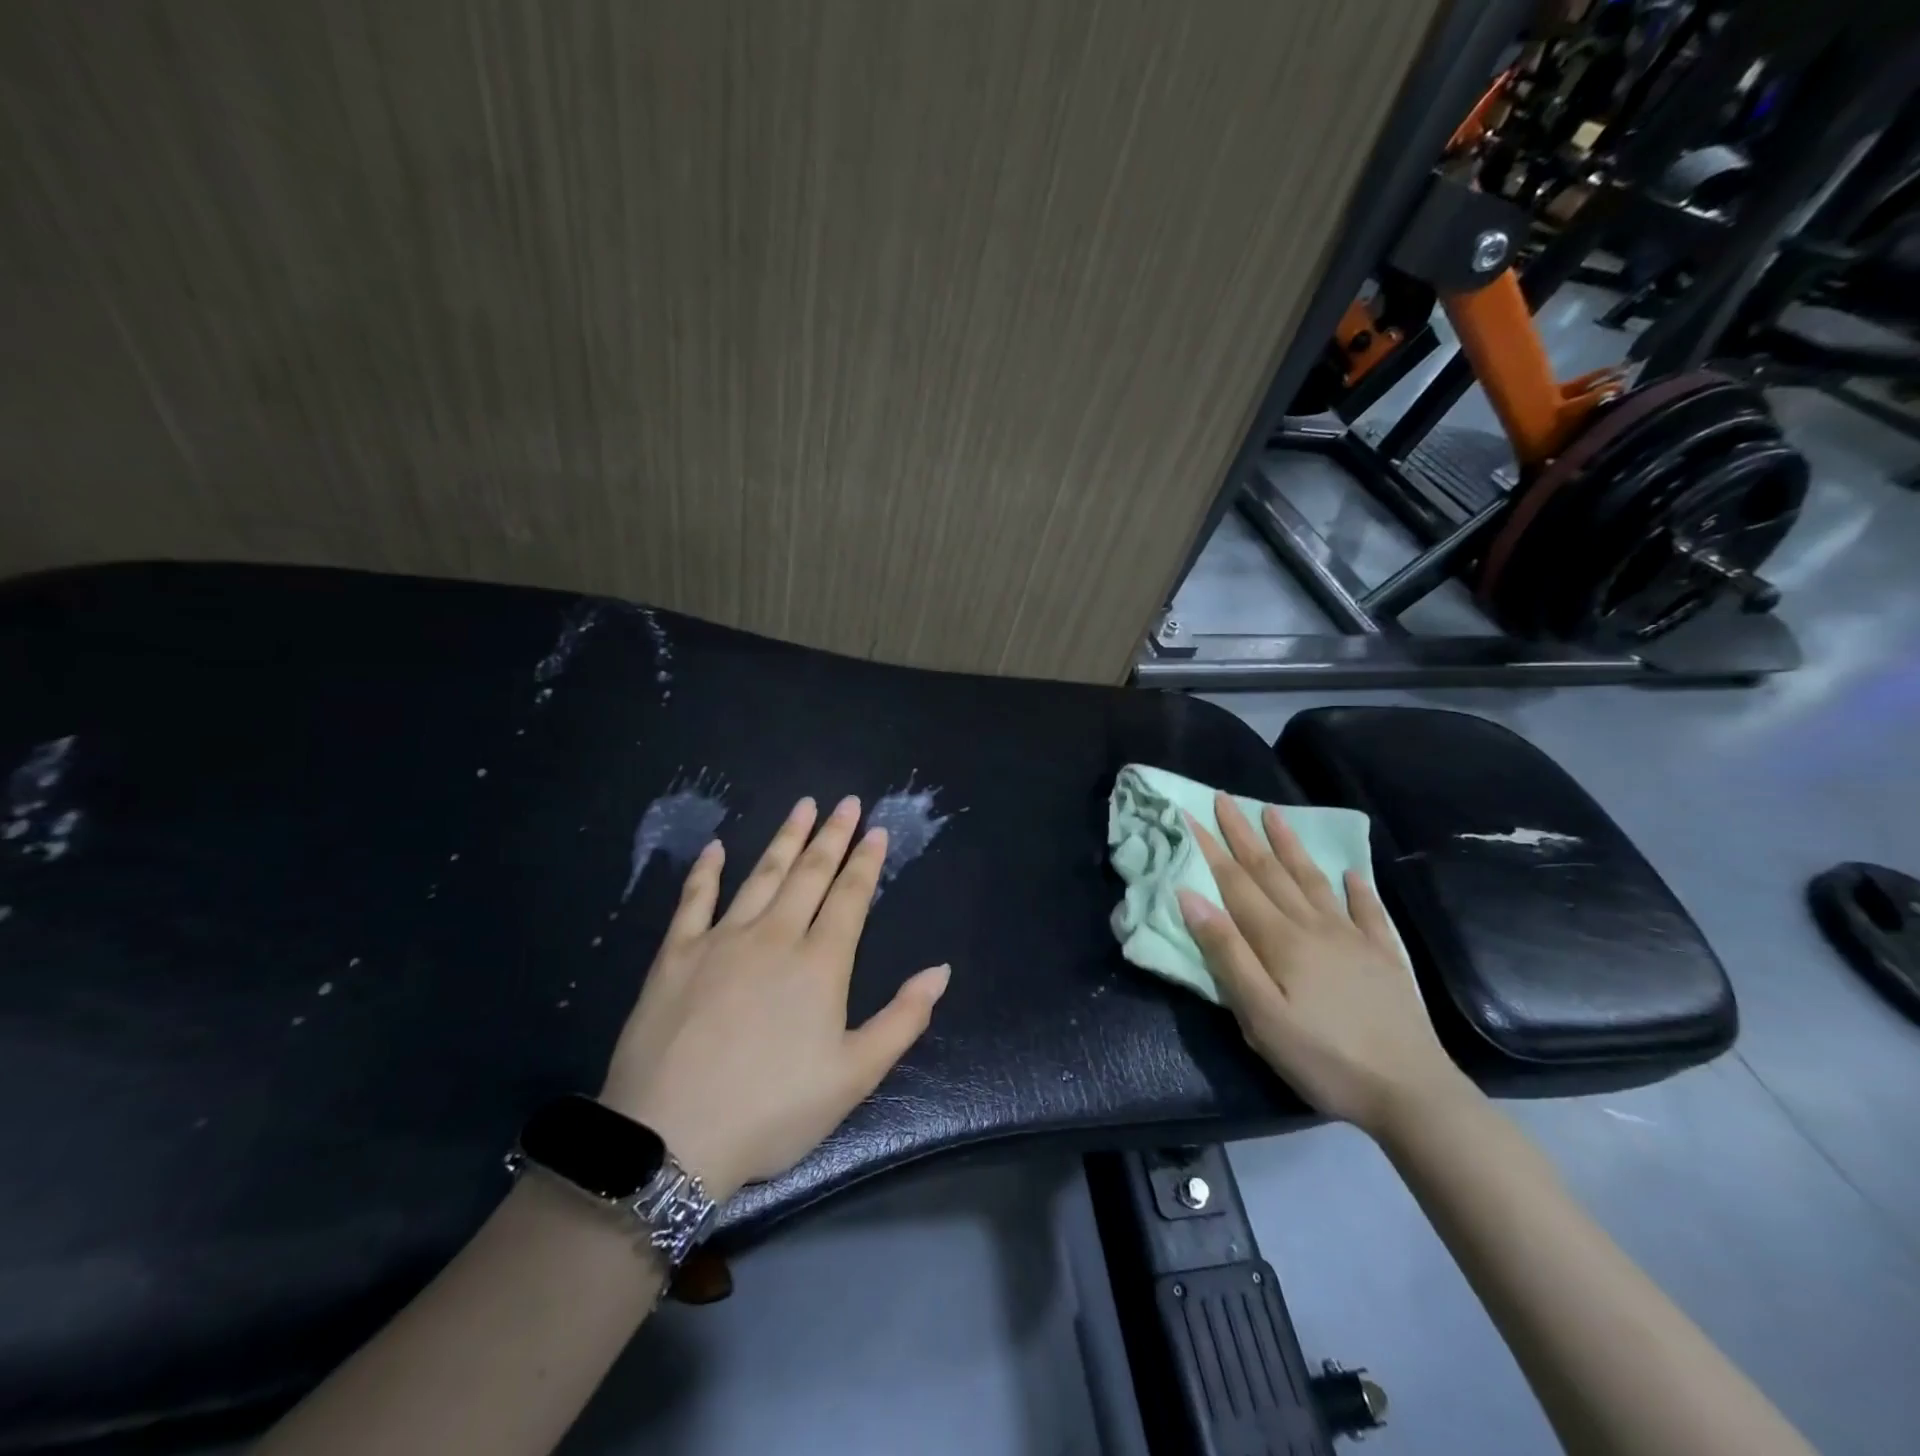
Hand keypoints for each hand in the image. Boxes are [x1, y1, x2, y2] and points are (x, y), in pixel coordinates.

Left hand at [598, 795, 950, 1201]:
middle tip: (845, 802)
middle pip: (810, 874)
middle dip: (832, 835)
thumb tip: (940, 970)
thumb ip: (903, 1019)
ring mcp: (721, 939)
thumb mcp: (854, 1076)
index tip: (876, 829)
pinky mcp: (676, 953)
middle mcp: (775, 936)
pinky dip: (707, 871)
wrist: (671, 1137)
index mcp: (820, 963)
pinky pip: (694, 900)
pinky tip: (717, 847)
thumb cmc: (772, 1110)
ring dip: (785, 839)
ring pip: (761, 875)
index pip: (850, 897)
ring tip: (802, 807)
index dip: (866, 862)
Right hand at [1177, 793, 1464, 1138]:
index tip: (1190, 814)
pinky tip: (1350, 873)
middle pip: (1271, 871)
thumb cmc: (1323, 1057)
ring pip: (1313, 880)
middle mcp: (1314, 926)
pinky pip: (1366, 911)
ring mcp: (1352, 938)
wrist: (1411, 1092)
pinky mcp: (1383, 957)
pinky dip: (1356, 888)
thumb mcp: (1260, 1015)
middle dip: (1243, 834)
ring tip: (1273, 814)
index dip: (1211, 848)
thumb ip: (1226, 953)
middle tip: (1225, 798)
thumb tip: (1190, 897)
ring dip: (1289, 846)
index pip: (1236, 883)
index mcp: (1280, 940)